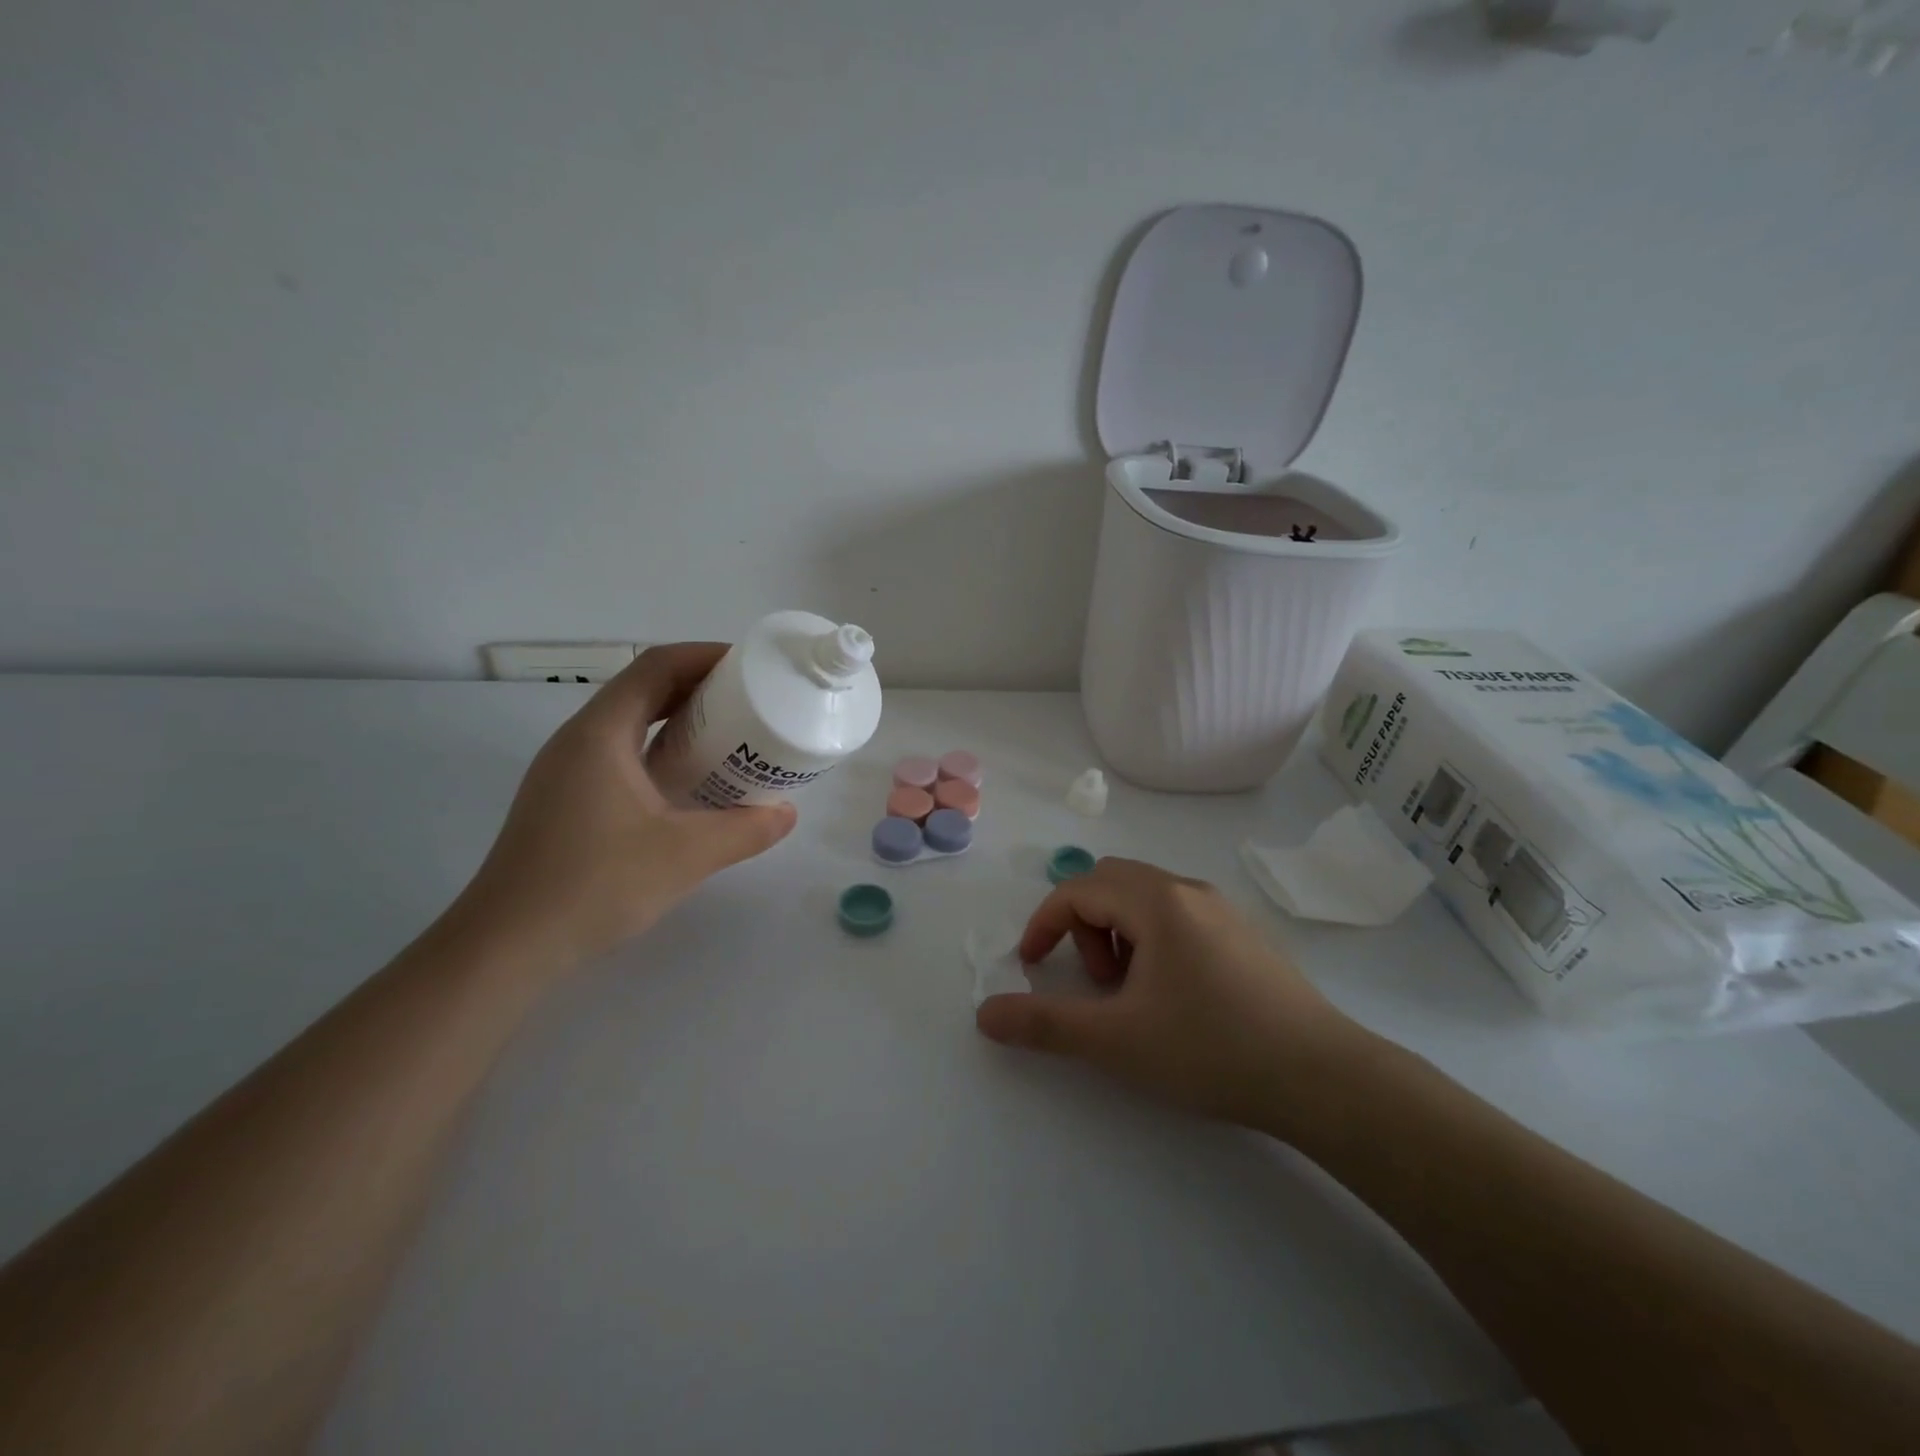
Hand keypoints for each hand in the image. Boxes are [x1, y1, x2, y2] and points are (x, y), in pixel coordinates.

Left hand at [459, 643, 796, 968]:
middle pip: (643, 689)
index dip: (705, 656)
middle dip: (699, 687)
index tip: (750, 666)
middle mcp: (579, 740)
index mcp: (602, 733)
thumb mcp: (685, 855)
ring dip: (679, 720)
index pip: (656, 666)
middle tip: (750, 702)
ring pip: (631, 723)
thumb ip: (745, 830)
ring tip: (729, 737)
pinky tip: (689, 783)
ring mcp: (567, 770)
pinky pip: (621, 753)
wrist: (507, 945)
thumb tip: (787, 813)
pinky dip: (661, 751)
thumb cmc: (595, 885)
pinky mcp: (565, 799)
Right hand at [974, 857, 1364, 1132]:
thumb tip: (986, 1014)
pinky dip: (1151, 941)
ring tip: (1133, 995)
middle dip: (1084, 926)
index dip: (1043, 924)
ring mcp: (1221, 909)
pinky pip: (1177, 915)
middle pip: (1110, 882)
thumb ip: (1044, 1024)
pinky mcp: (1243, 934)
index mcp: (1156, 900)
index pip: (1078, 889)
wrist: (1324, 1078)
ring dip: (1118, 934)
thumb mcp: (1116, 1040)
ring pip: (1145, 898)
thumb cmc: (1211, 1049)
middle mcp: (1188, 889)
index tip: (1030, 967)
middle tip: (1096, 983)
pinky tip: (1173, 996)